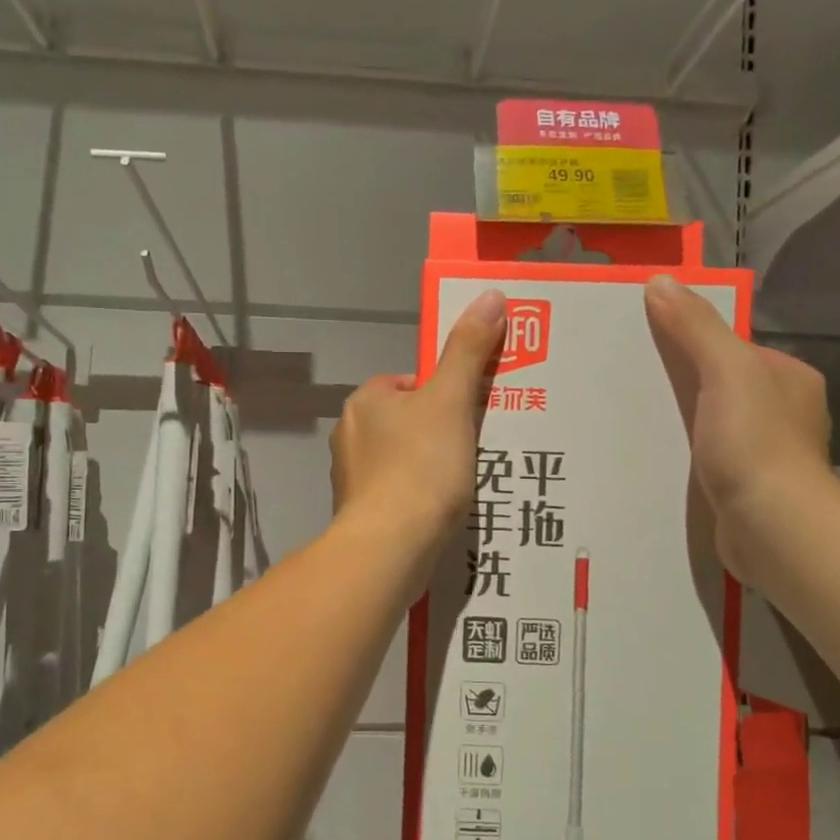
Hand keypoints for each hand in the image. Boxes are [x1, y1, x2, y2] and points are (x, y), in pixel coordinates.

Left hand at [330, 290, 505, 560]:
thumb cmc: (421, 466)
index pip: (413, 383)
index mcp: (366, 400)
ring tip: (465, 483)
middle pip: (410, 421)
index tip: (472, 416)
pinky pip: (399, 491)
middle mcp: (350, 433)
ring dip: (433, 467)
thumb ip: (468, 350)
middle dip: (443, 433)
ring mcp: (351, 476)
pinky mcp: (360, 512)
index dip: (447, 395)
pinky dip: (420, 497)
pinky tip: (443, 511)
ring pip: (405, 458)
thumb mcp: (451, 400)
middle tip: (477, 450)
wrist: (390, 546)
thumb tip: (490, 294)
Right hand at [644, 275, 836, 579]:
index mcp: (791, 379)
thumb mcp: (725, 370)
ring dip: (679, 424)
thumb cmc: (754, 441)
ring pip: (712, 426)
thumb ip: (695, 327)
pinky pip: (707, 460)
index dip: (693, 342)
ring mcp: (767, 455)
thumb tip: (660, 282)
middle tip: (631, 384)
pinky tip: (653, 459)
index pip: (734, 348)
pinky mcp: (747, 490)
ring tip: (632, 421)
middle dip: (682, 385)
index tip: (649, 345)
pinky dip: (683, 457)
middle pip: (721, 387)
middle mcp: (786, 414)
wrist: (771, 527)